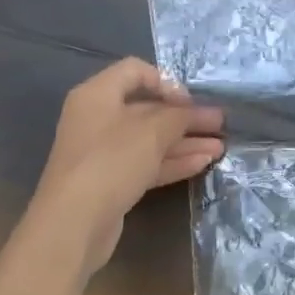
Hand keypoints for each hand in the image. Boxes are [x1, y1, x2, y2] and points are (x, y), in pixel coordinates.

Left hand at [32, 59, 223, 271]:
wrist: (74, 223)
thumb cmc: (111, 162)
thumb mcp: (152, 131)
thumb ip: (179, 116)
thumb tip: (195, 111)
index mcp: (98, 95)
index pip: (135, 71)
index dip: (166, 82)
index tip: (190, 102)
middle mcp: (98, 119)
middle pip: (148, 109)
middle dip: (186, 117)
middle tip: (219, 124)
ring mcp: (104, 152)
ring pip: (151, 139)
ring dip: (186, 141)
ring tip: (220, 148)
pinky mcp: (111, 181)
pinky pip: (147, 163)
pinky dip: (174, 161)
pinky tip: (203, 163)